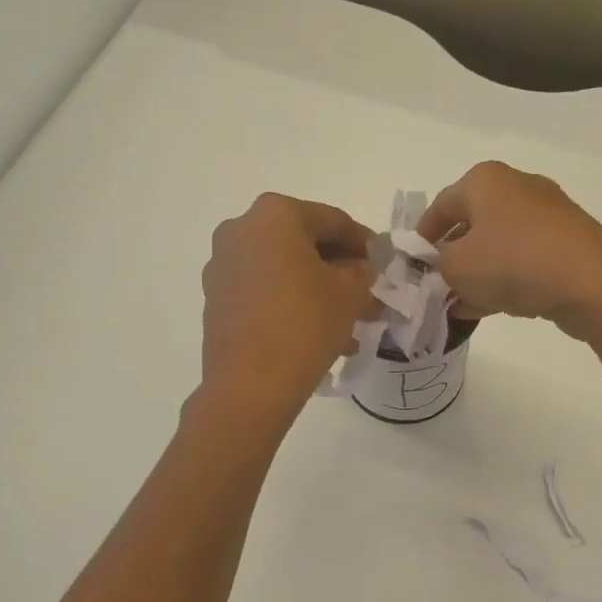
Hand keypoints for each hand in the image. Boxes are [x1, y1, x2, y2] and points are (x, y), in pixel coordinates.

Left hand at [198, 194, 376, 422]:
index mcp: (274, 215)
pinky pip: (265, 294)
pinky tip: (320, 335)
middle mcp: (240, 231)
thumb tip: (359, 268)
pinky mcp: (217, 301)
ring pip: (285, 272)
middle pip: (304, 244)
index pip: (333, 220)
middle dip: (339, 270)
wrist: (250, 385)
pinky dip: (293, 306)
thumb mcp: (350, 294)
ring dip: (319, 292)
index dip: (364, 242)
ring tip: (350, 324)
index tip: (384, 263)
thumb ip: (361, 272)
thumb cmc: (305, 325)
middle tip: (368, 294)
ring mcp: (223, 267)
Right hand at [419, 162, 601, 342]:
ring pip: (498, 245)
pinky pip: (523, 260)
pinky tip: (489, 307)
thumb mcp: (456, 268)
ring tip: (459, 305)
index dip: (421, 238)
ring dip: (477, 274)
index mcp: (485, 180)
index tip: (411, 265)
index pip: (440, 205)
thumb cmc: (512, 263)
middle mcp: (517, 187)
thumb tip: (439, 268)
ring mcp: (547, 214)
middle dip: (451, 258)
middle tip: (436, 288)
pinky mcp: (568, 242)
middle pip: (471, 224)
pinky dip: (504, 279)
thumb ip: (436, 266)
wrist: (591, 283)